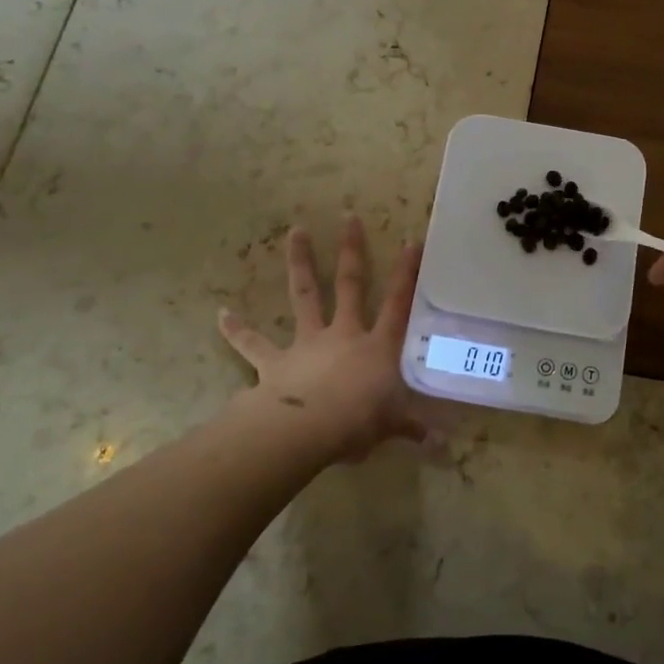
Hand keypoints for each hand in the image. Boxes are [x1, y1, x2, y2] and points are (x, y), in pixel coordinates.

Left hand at [218, 217, 426, 460]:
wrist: (308, 430)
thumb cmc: (358, 422)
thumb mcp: (392, 424)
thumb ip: (413, 428)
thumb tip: (442, 446)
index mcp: (377, 346)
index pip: (398, 303)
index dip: (406, 273)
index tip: (410, 241)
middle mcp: (343, 334)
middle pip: (349, 285)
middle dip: (351, 251)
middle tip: (348, 217)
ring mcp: (307, 344)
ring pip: (304, 296)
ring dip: (300, 263)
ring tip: (295, 231)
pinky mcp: (275, 362)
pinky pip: (253, 344)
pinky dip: (237, 330)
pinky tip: (221, 314)